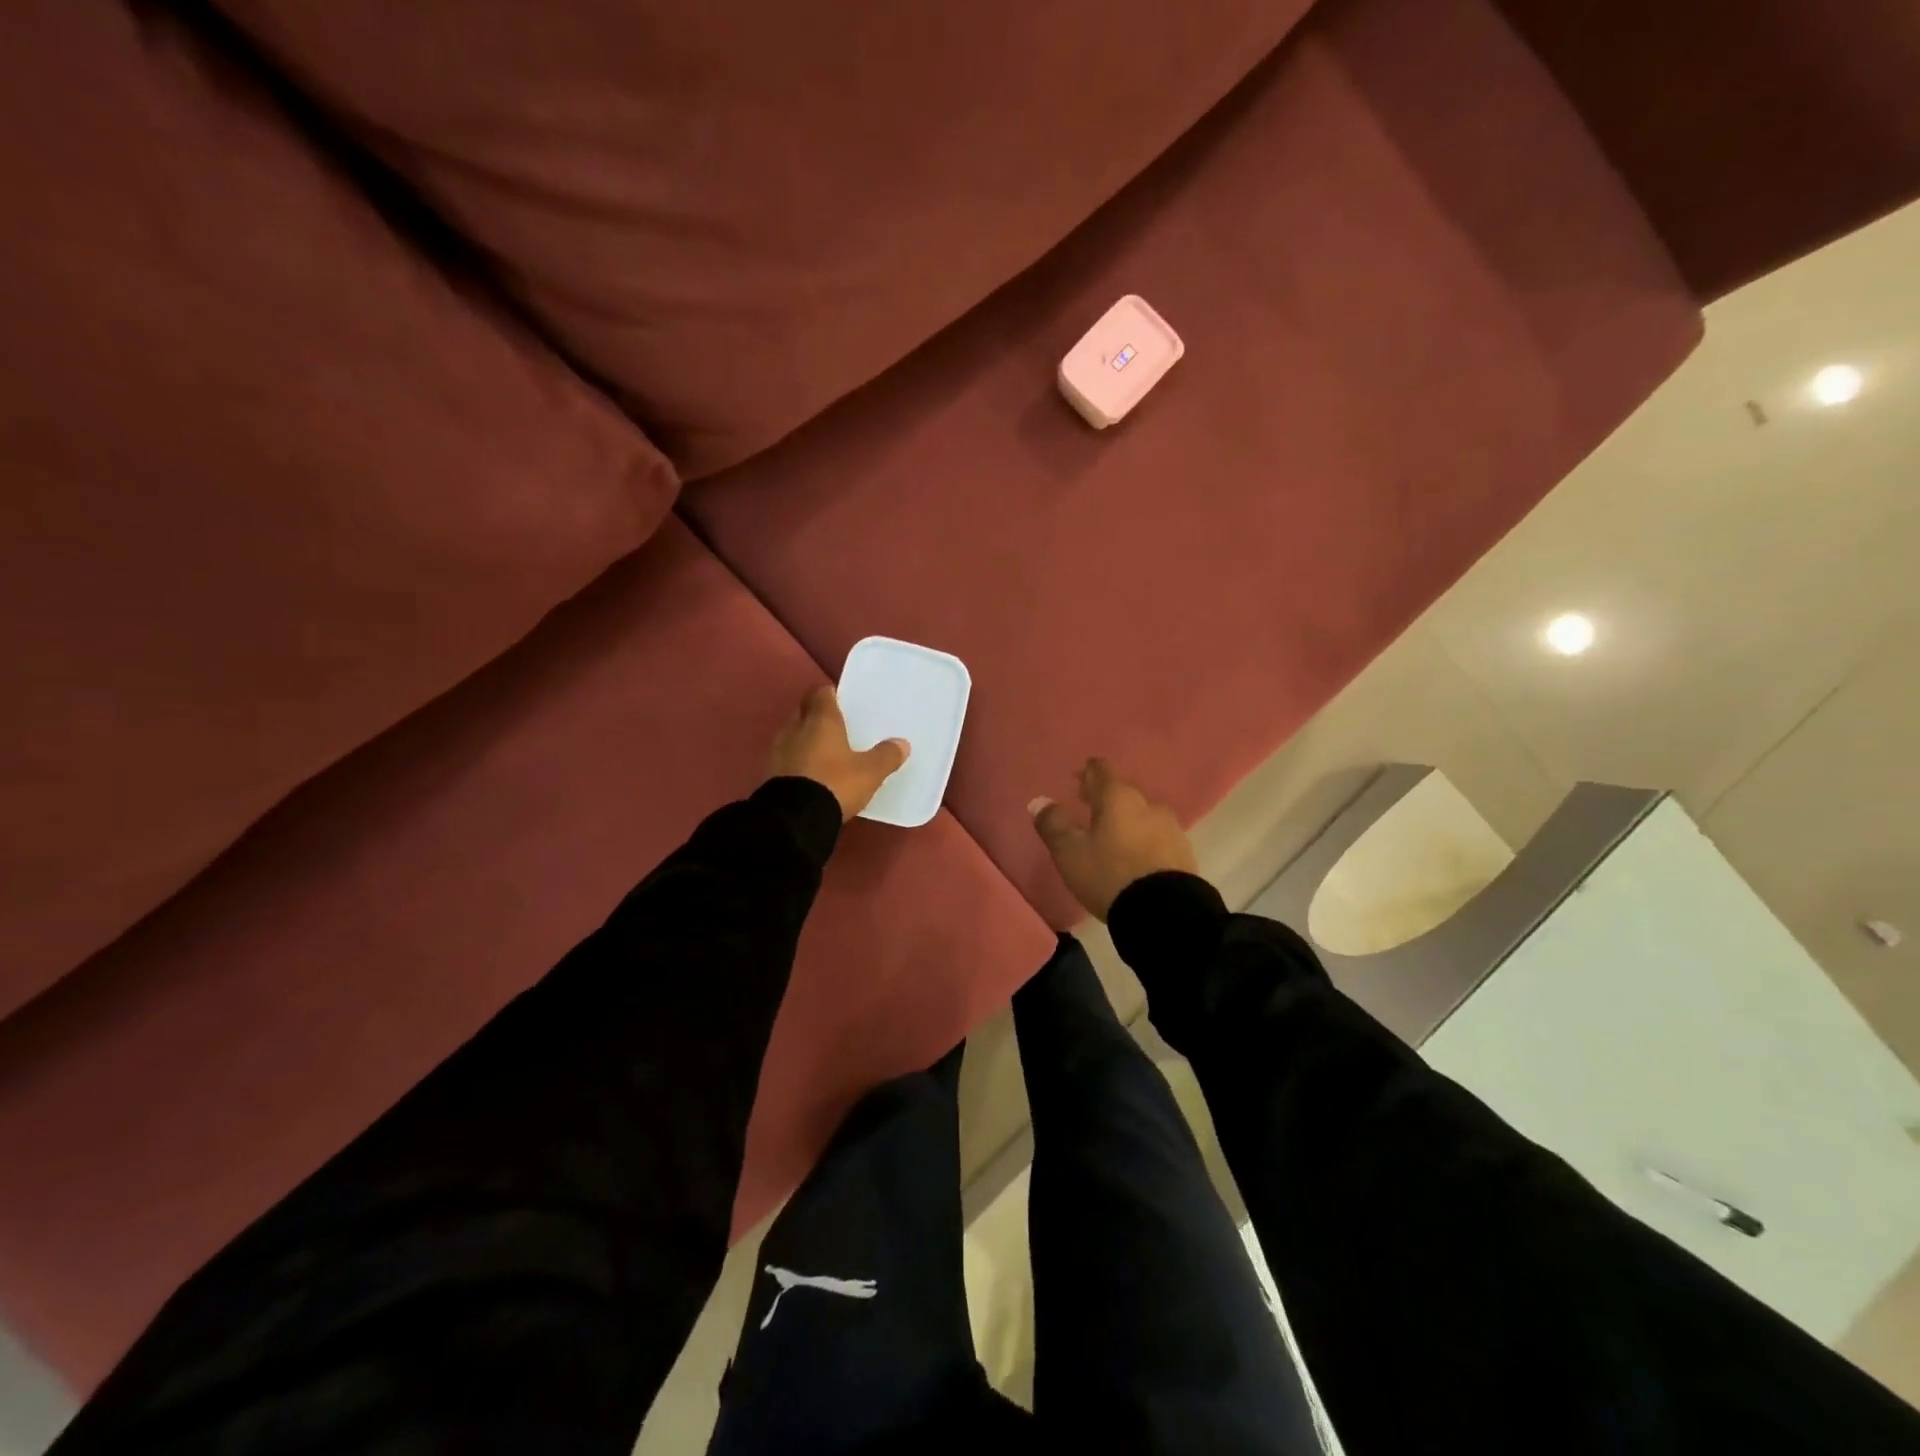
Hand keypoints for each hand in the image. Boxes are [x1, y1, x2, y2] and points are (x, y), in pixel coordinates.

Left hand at [769, 686, 909, 821]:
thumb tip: (902, 743)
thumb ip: (886, 756)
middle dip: (816, 716)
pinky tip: (810, 773)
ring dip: (805, 739)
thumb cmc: (835, 783)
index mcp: (821, 720)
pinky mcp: (770, 774)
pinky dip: (797, 760)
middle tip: (835, 726)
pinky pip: (786, 758)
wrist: (794, 818)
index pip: (821, 694)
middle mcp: (796, 728)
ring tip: (824, 751)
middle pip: (804, 712)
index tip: (841, 701)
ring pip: (793, 735)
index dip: (830, 694)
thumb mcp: (869, 773)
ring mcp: (778, 751)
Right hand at [1030, 758, 1197, 920]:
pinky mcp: (1184, 853)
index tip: (1078, 778)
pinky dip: (1143, 840)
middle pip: (1123, 793)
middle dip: (1105, 798)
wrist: (1166, 913)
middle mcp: (1147, 805)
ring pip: (1142, 815)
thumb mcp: (1070, 852)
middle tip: (1089, 807)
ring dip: (1126, 820)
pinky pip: (1157, 837)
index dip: (1087, 772)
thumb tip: (1039, 801)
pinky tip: (1136, 856)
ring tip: (1112, 836)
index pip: (1101, 771)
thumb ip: (1053, 824)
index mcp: (1118, 798)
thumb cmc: (1110, 875)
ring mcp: (1170, 828)